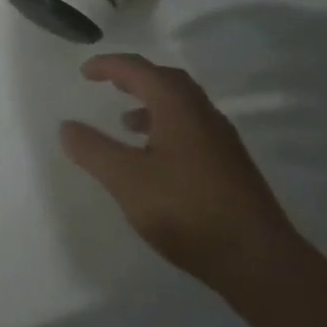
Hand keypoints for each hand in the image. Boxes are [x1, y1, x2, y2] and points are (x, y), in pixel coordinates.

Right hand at [60, 54, 301, 288]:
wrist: (260, 261)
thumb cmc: (187, 211)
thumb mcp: (127, 181)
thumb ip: (93, 150)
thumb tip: (67, 126)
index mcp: (177, 106)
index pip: (138, 69)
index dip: (109, 66)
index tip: (84, 73)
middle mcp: (203, 113)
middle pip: (165, 80)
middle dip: (134, 77)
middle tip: (109, 84)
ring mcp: (222, 139)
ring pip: (182, 105)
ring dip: (151, 103)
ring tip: (127, 123)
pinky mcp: (231, 165)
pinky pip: (192, 127)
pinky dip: (167, 126)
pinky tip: (157, 158)